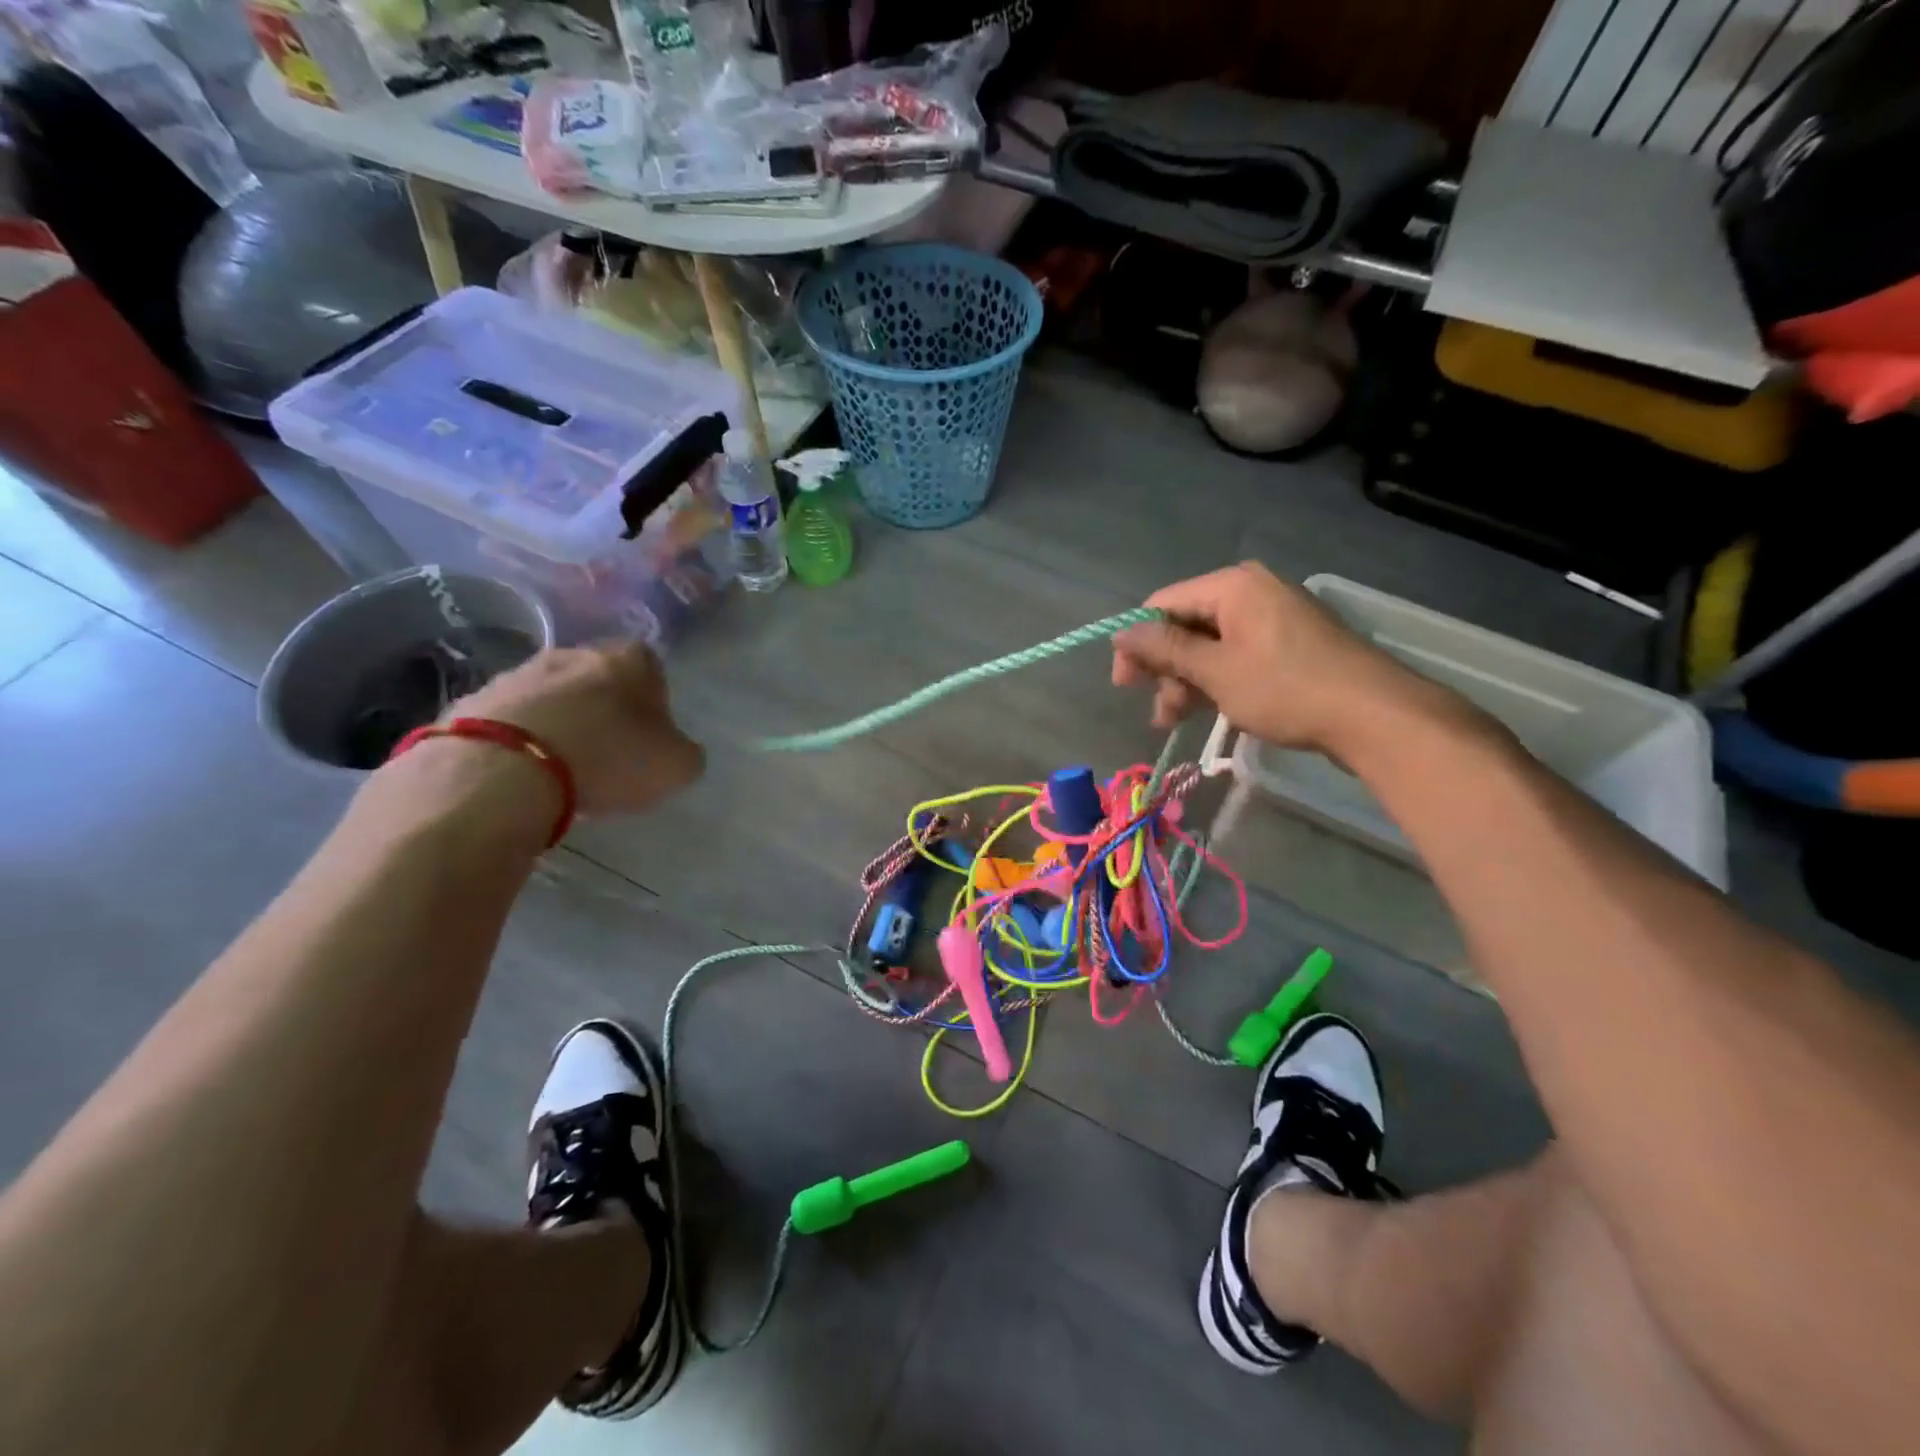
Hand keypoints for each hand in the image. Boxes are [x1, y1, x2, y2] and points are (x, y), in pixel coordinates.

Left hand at [449, 642, 703, 815]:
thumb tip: (677, 749)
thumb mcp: (675, 766)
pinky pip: (509, 719)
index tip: (650, 732)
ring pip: (550, 695)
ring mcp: (516, 674)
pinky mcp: (472, 702)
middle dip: (603, 707)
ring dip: (559, 722)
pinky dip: (519, 739)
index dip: (653, 699)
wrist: (502, 771)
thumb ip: (685, 753)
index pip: (649, 666)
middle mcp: (572, 653)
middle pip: (596, 677)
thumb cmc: (606, 758)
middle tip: (609, 750)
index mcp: (626, 660)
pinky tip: (523, 774)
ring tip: (562, 769)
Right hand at [1112, 562, 1442, 754]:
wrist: (1374, 716)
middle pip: (1186, 624)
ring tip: (1179, 720)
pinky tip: (1211, 709)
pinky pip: (1237, 653)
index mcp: (1232, 586)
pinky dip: (1217, 680)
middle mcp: (1252, 591)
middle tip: (1160, 713)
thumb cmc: (1286, 689)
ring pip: (1210, 644)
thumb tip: (1121, 632)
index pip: (1163, 604)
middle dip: (1165, 669)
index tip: (1125, 686)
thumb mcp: (1216, 671)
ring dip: (1188, 681)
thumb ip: (1165, 650)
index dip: (1137, 643)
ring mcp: (1274, 616)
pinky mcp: (1290, 642)